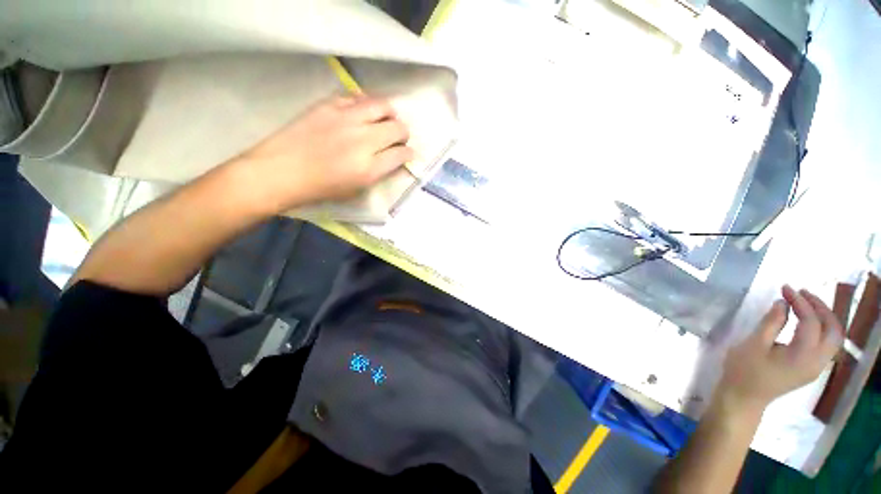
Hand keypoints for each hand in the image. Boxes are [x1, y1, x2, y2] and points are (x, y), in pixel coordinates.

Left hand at [233, 94, 414, 211]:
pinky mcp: (329, 105)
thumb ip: (378, 173)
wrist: (281, 171)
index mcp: (369, 169)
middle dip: (404, 134)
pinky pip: (358, 97)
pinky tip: (363, 111)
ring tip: (386, 119)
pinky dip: (367, 104)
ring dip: (390, 114)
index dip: (408, 154)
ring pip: (383, 105)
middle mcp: (363, 140)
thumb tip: (392, 159)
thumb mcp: (357, 189)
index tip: (407, 154)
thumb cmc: (321, 188)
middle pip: (398, 128)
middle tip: (398, 138)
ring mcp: (346, 119)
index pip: (402, 154)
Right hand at [717, 285, 843, 414]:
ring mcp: (816, 367)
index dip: (800, 301)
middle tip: (802, 293)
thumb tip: (783, 303)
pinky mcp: (811, 369)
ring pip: (834, 338)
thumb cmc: (744, 370)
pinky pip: (826, 345)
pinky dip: (821, 328)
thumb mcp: (753, 344)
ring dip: (824, 317)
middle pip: (833, 330)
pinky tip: (807, 322)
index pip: (811, 322)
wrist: (743, 398)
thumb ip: (771, 322)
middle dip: (821, 307)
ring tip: (806, 303)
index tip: (785, 288)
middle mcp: (817, 361)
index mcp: (803, 355)